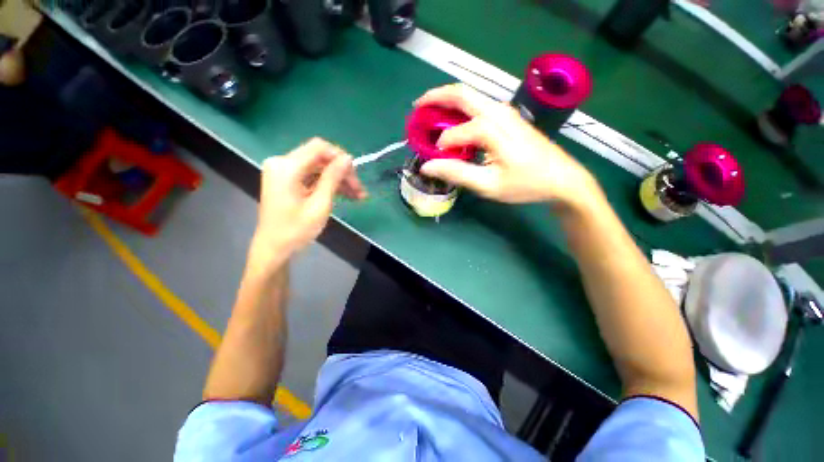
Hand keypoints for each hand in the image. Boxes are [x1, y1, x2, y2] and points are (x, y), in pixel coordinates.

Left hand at [250, 138, 366, 270]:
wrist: (275, 249)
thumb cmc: (296, 230)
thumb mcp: (320, 204)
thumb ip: (333, 178)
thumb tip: (348, 158)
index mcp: (286, 167)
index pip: (319, 148)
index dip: (341, 158)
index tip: (356, 175)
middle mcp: (282, 163)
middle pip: (320, 158)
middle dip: (342, 173)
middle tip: (360, 191)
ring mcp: (284, 172)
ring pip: (319, 168)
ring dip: (339, 180)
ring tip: (358, 196)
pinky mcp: (287, 180)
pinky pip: (313, 176)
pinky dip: (328, 184)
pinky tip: (345, 195)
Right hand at [416, 84, 599, 210]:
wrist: (561, 178)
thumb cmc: (525, 184)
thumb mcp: (488, 185)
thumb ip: (457, 173)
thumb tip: (428, 166)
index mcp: (493, 130)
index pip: (455, 133)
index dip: (441, 146)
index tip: (436, 161)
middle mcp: (499, 113)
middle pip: (462, 93)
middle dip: (436, 97)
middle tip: (417, 108)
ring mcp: (506, 111)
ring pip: (471, 96)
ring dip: (448, 100)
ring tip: (431, 112)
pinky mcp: (509, 116)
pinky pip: (479, 104)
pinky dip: (461, 108)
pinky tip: (454, 119)